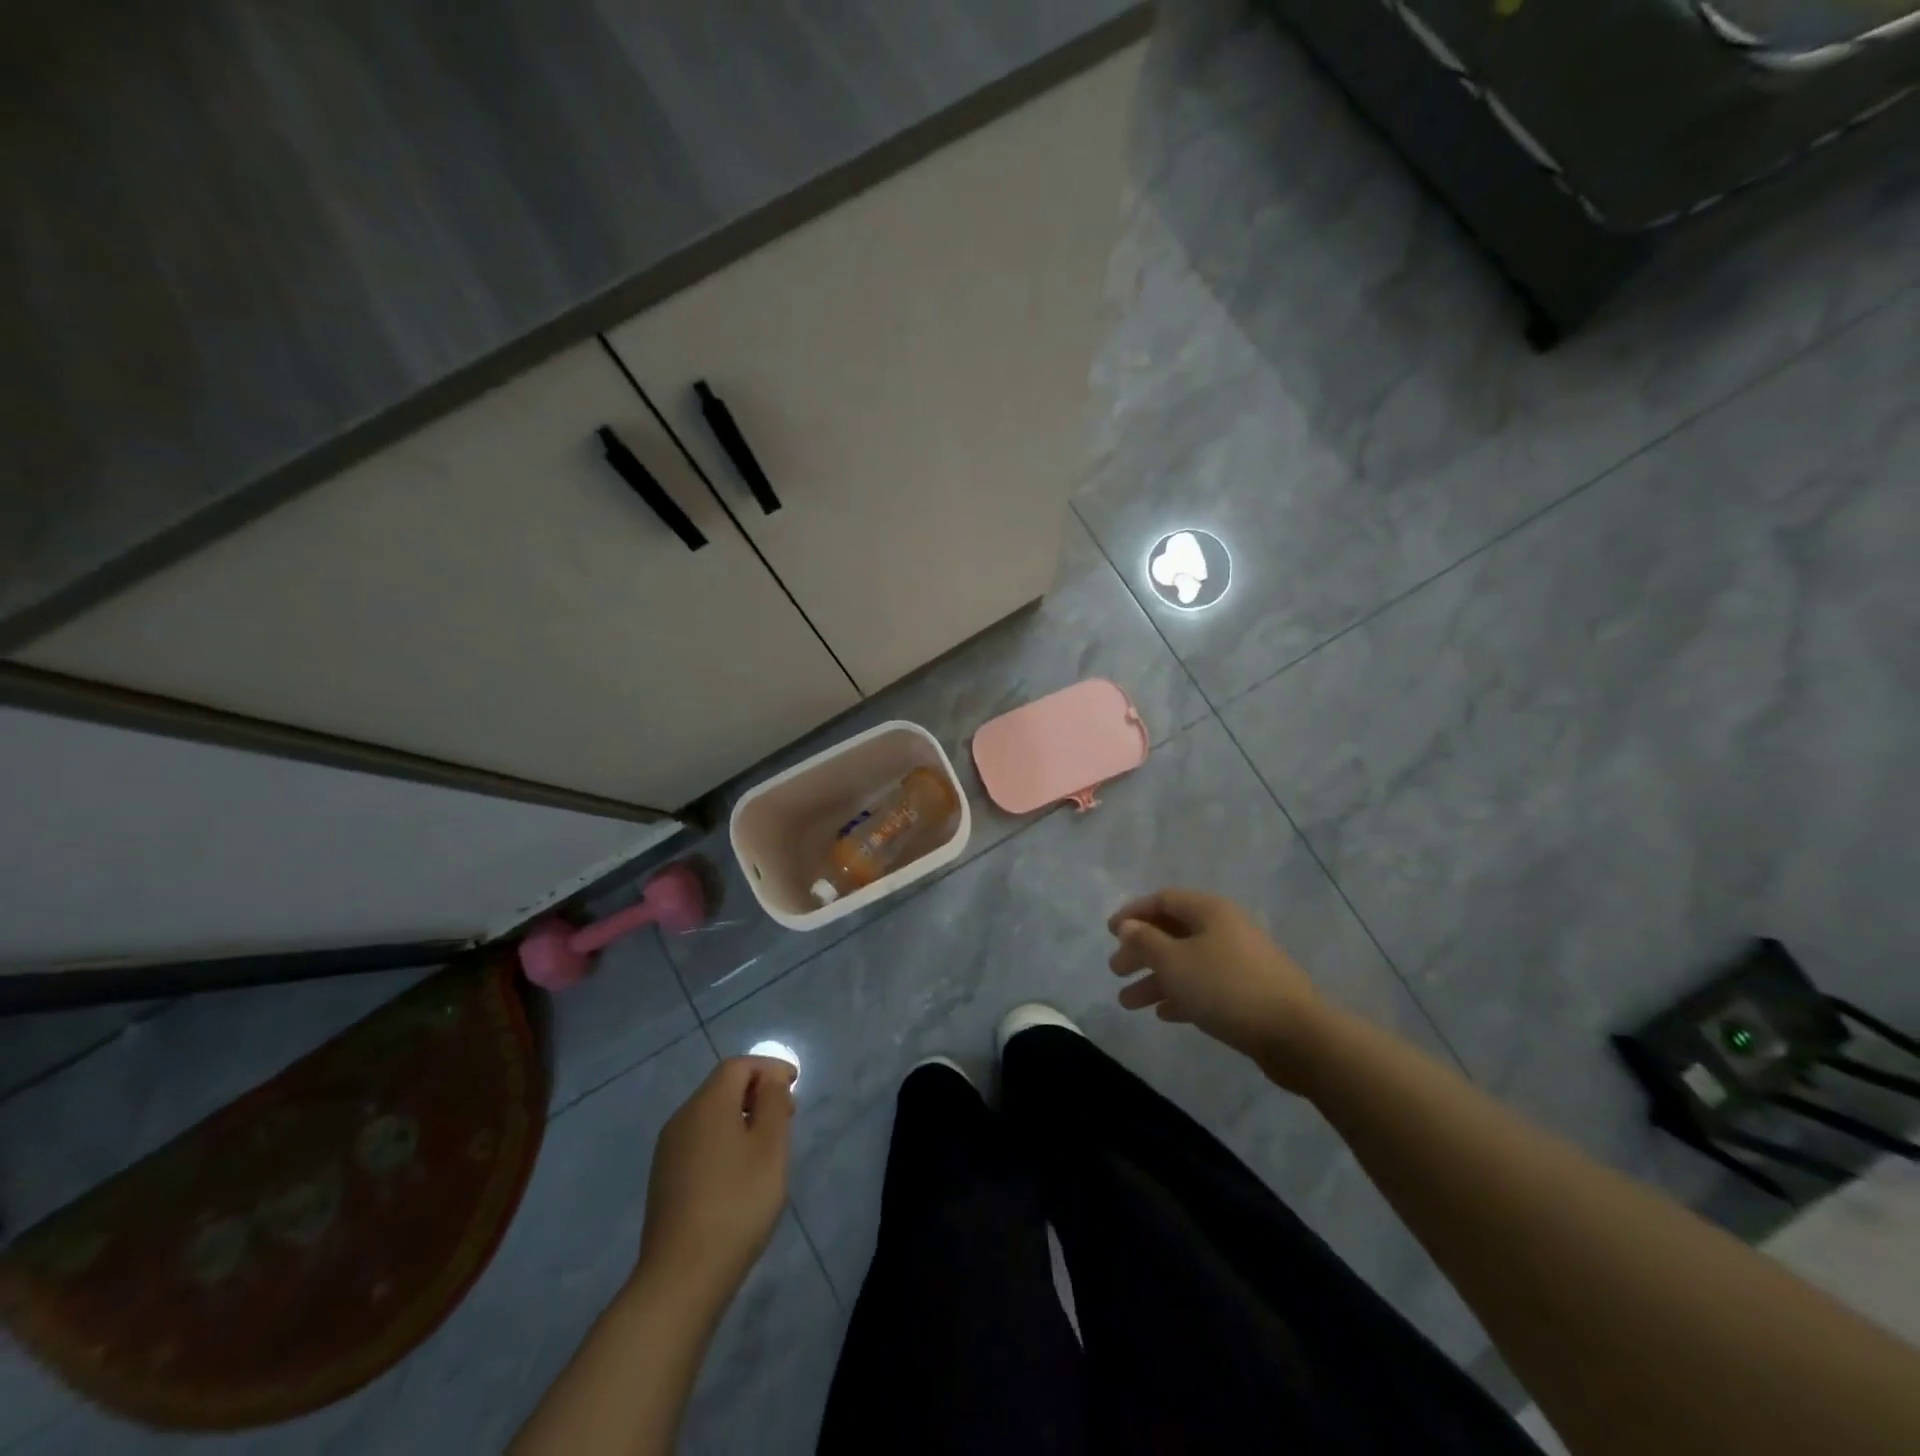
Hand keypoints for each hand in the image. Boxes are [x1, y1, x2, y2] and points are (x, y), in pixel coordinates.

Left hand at [638, 1056, 796, 1293]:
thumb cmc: (736, 1204)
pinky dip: (724, 1138)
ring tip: (768, 1143)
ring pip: (710, 1115)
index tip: (795, 1084)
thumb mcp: (769, 1148)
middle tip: (788, 1113)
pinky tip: (740, 1170)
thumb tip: (769, 1078)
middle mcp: (682, 1118)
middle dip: (757, 1091)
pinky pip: (700, 1140)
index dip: (769, 1068)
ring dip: (741, 1116)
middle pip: (722, 1087)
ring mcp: (668, 1151)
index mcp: (707, 1104)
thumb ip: (772, 1103)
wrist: (681, 1277)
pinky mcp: (665, 1179)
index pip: (738, 1066)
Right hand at [1108, 889, 1325, 1088]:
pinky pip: (1205, 986)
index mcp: (1210, 911)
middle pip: (1174, 932)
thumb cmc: (1226, 988)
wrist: (1295, 1034)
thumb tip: (1128, 926)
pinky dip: (1182, 995)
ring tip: (1128, 1003)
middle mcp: (1226, 929)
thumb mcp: (1175, 962)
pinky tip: (1163, 1014)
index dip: (1134, 913)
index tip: (1110, 932)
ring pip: (1187, 963)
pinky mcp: (1249, 992)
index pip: (1164, 900)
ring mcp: (1240, 961)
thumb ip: (1146, 941)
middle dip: (1141, 951)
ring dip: (1156, 979)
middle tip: (1116, 970)